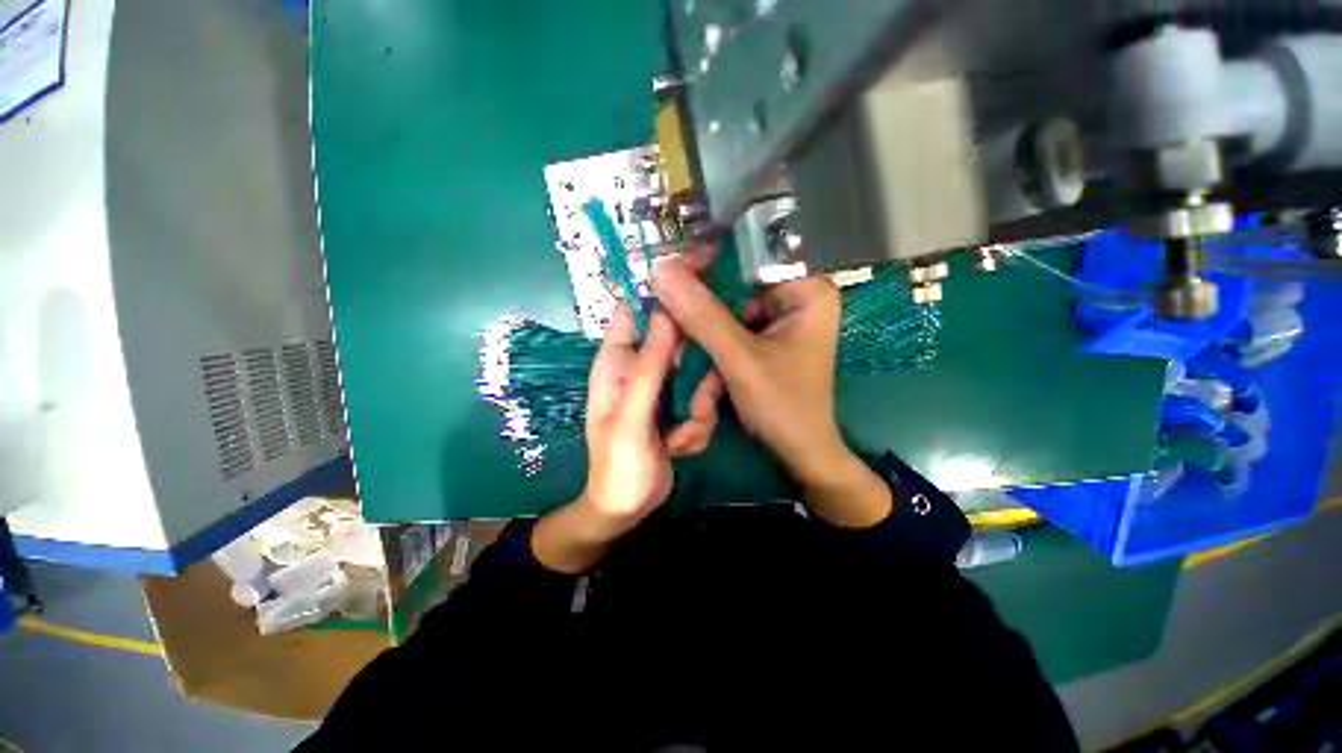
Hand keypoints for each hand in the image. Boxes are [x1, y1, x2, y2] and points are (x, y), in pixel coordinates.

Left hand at [531, 307, 719, 572]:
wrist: (627, 509)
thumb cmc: (618, 466)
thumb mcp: (631, 420)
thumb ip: (647, 370)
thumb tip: (665, 315)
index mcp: (617, 362)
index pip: (634, 310)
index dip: (662, 291)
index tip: (699, 281)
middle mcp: (641, 366)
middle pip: (677, 339)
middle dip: (696, 368)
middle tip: (697, 401)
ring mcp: (664, 386)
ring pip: (699, 372)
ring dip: (699, 407)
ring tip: (681, 435)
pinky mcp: (681, 404)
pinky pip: (704, 399)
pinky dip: (698, 426)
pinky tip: (680, 447)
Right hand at [653, 258, 890, 527]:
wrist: (801, 453)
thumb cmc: (783, 406)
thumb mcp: (739, 359)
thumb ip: (701, 315)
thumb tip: (662, 270)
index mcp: (807, 290)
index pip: (748, 257)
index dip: (707, 264)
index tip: (669, 277)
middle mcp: (797, 296)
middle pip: (735, 286)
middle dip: (702, 315)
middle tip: (673, 330)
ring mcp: (782, 318)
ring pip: (729, 310)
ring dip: (704, 337)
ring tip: (687, 362)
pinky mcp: (769, 338)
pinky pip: (733, 329)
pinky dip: (714, 347)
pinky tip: (706, 373)